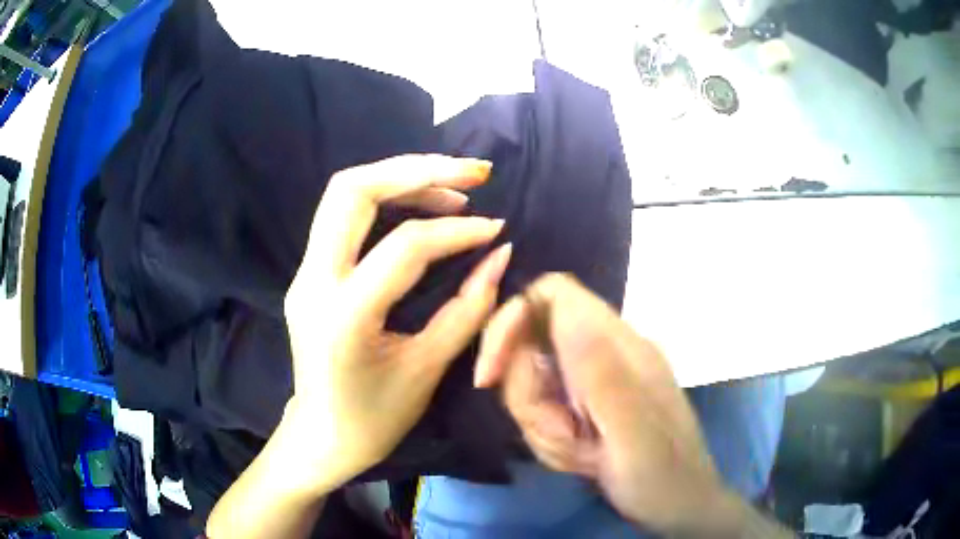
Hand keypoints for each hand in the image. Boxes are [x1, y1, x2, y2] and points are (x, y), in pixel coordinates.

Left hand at [284, 154, 512, 490]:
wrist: (322, 435)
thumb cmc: (376, 418)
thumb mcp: (427, 369)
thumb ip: (468, 309)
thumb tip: (500, 256)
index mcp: (344, 315)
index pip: (405, 247)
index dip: (457, 231)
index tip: (496, 229)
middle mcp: (313, 281)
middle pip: (352, 190)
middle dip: (417, 170)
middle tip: (473, 173)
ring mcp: (304, 273)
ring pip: (343, 193)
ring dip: (401, 177)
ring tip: (454, 188)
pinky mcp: (309, 272)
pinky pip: (343, 216)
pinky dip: (386, 198)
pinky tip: (422, 207)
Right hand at [475, 274, 730, 534]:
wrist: (680, 505)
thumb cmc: (662, 475)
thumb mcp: (633, 432)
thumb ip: (602, 372)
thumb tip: (563, 303)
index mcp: (619, 346)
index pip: (554, 295)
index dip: (512, 320)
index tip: (491, 376)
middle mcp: (604, 352)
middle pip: (532, 346)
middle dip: (530, 398)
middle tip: (564, 436)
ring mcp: (595, 380)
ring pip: (533, 384)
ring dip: (543, 426)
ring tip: (581, 455)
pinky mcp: (588, 405)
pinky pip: (543, 410)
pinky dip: (550, 439)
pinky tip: (582, 459)